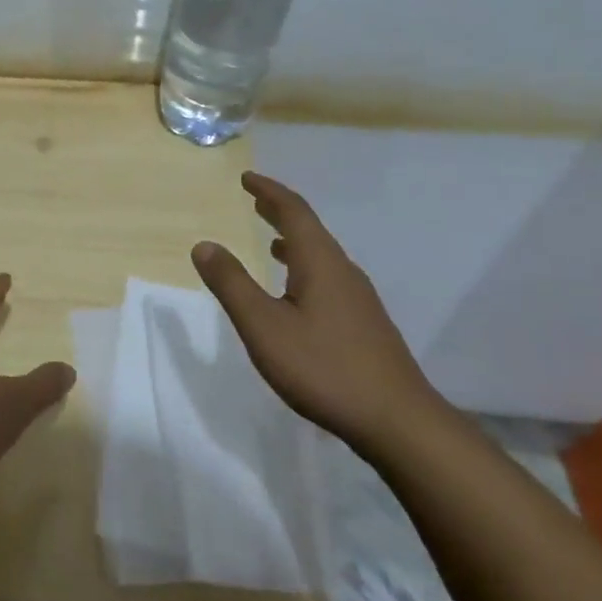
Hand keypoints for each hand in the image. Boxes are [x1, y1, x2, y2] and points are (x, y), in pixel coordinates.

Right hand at [192, 172, 442, 453]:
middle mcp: (343, 271)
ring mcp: (359, 299)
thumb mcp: (263, 326)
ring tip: (271, 241)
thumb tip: (204, 244)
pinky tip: (297, 293)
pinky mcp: (364, 323)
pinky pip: (329, 277)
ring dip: (294, 241)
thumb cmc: (324, 368)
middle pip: (310, 229)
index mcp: (320, 263)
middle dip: (280, 211)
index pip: (294, 212)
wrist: (397, 422)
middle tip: (255, 200)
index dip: (269, 191)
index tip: (247, 178)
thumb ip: (232, 284)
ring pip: (322, 256)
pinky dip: (305, 268)